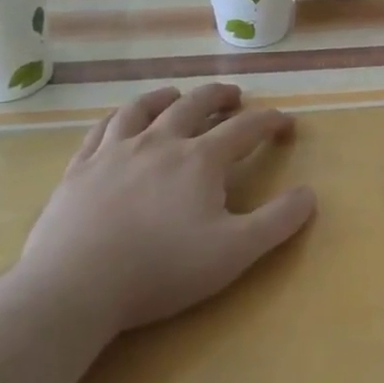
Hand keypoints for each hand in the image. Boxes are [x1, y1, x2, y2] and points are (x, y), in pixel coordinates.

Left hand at [19, 84, 315, 335]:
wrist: (74, 287)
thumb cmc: (161, 269)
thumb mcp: (235, 252)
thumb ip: (278, 221)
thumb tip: (309, 194)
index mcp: (200, 159)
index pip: (245, 128)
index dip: (270, 122)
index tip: (286, 123)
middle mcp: (160, 142)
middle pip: (194, 105)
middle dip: (220, 97)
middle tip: (234, 96)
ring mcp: (115, 152)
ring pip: (145, 109)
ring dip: (167, 97)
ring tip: (176, 95)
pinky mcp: (80, 169)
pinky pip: (102, 129)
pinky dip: (120, 117)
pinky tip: (121, 121)